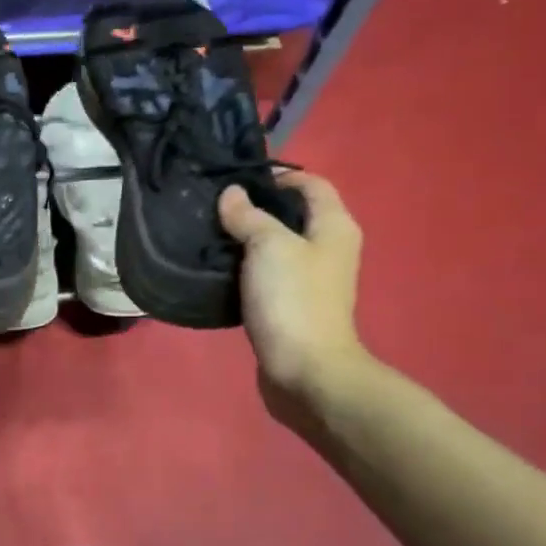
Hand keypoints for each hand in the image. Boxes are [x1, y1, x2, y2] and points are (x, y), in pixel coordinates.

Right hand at [217, 172, 373, 420]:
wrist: (306, 370)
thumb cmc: (293, 300)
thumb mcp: (268, 247)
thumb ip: (249, 217)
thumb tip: (232, 194)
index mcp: (334, 226)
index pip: (311, 184)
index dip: (279, 176)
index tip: (237, 179)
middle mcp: (329, 249)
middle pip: (294, 215)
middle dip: (258, 208)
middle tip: (216, 207)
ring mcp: (312, 280)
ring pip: (278, 247)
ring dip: (249, 240)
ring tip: (211, 235)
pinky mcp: (292, 306)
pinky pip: (269, 275)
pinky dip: (247, 268)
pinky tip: (220, 270)